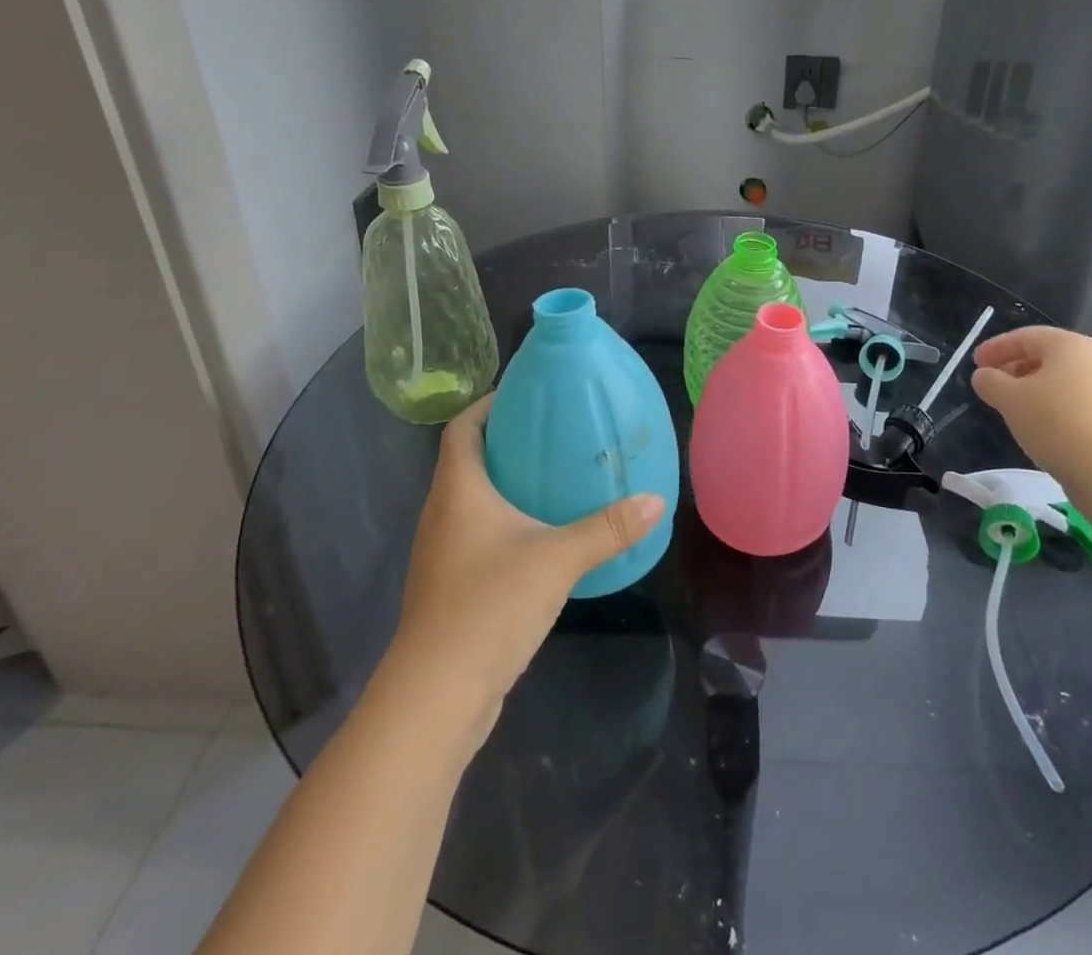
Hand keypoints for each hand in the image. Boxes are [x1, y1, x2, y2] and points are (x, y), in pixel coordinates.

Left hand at [382, 395, 665, 747]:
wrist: (435, 697)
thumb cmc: (489, 606)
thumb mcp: (557, 560)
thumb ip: (607, 528)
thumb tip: (655, 501)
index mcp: (457, 491)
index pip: (461, 428)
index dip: (486, 404)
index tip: (523, 393)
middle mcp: (442, 514)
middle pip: (467, 462)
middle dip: (506, 443)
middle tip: (554, 433)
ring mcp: (441, 555)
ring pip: (472, 502)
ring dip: (506, 486)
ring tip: (554, 479)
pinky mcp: (450, 588)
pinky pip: (478, 537)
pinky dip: (505, 524)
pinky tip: (542, 539)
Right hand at [971, 327, 1091, 532]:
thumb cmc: (1056, 424)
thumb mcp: (1010, 399)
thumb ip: (990, 381)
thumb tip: (984, 376)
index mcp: (1069, 345)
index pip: (1024, 337)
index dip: (995, 347)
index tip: (974, 363)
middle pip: (1045, 355)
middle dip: (1013, 367)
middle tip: (991, 383)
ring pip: (1060, 379)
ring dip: (1031, 387)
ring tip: (1011, 406)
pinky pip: (1074, 399)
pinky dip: (1051, 404)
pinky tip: (1038, 424)